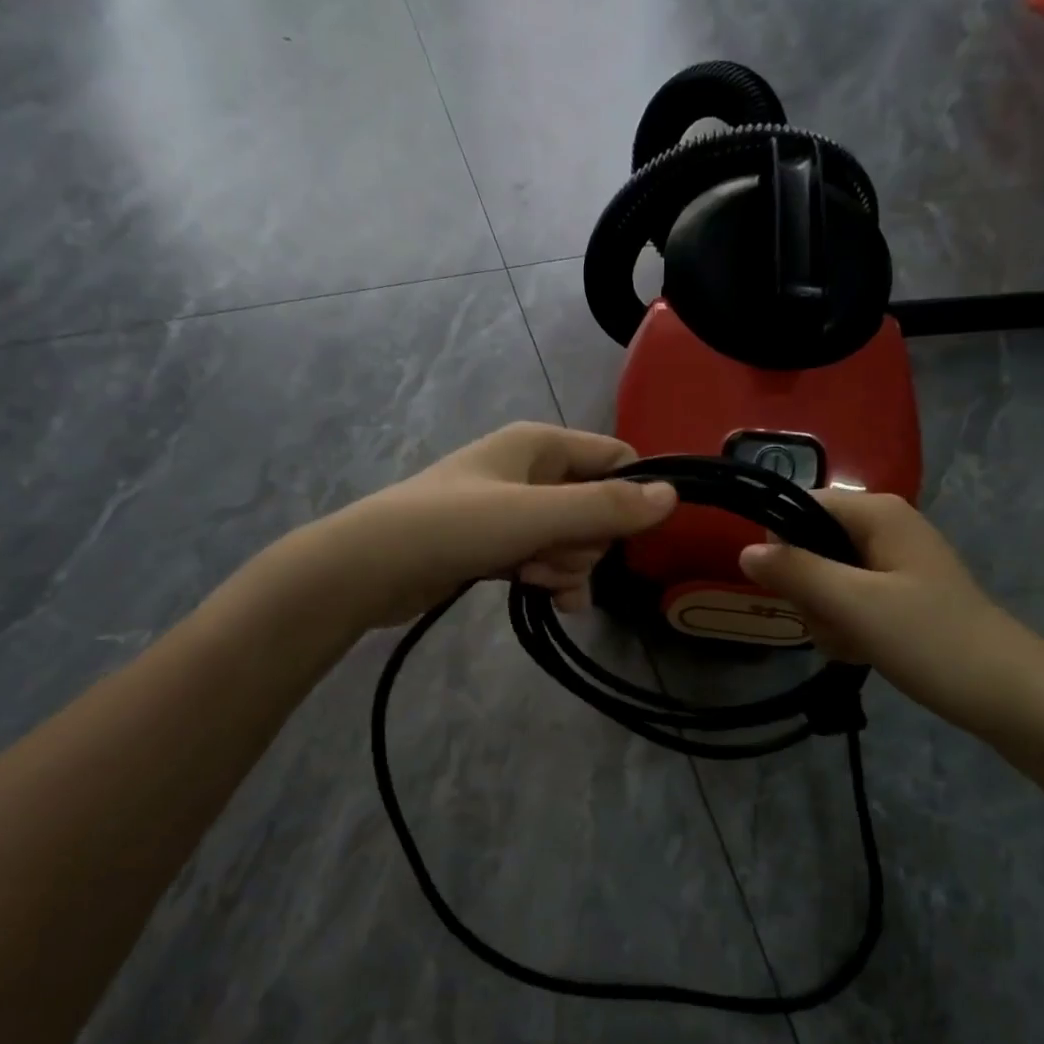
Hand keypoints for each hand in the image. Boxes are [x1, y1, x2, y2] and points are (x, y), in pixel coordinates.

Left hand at [319, 422, 677, 628]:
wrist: (371, 567)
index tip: (628, 535)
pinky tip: (550, 599)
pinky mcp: (499, 544)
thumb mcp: (536, 514)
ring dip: (566, 565)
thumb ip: (605, 508)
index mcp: (541, 444)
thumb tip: (673, 495)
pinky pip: (546, 558)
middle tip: (551, 554)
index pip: (615, 459)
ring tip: (533, 577)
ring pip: (573, 538)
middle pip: (598, 505)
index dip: (630, 496)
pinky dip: (552, 578)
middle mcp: (531, 470)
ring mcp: (514, 509)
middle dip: (586, 541)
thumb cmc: (455, 526)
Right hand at [738, 491, 1043, 734]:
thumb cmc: (930, 639)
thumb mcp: (854, 604)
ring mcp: (892, 563)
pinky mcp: (899, 595)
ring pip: (825, 580)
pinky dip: (845, 627)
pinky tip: (860, 650)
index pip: (800, 506)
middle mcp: (884, 527)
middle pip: (810, 546)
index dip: (782, 545)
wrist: (1008, 694)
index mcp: (877, 512)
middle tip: (831, 622)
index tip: (786, 588)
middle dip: (809, 591)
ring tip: (851, 642)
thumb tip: (744, 552)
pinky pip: (848, 601)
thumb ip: (796, 573)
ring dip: (825, 616)